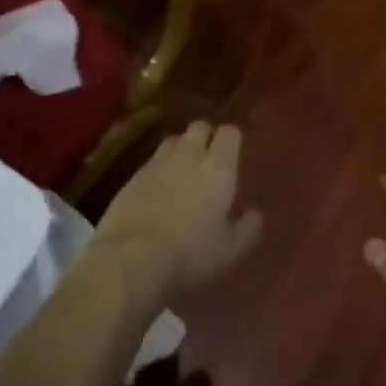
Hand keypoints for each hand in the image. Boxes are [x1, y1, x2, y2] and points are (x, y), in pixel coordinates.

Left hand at [90, 122, 262, 305]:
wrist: (131, 258)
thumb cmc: (190, 254)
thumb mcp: (230, 251)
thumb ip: (248, 228)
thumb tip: (254, 214)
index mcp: (218, 168)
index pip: (230, 133)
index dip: (232, 141)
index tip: (233, 157)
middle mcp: (189, 155)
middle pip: (199, 127)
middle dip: (206, 138)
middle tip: (209, 162)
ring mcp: (157, 162)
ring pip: (173, 140)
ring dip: (181, 150)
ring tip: (182, 173)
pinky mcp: (133, 176)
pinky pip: (151, 161)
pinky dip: (158, 169)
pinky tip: (157, 191)